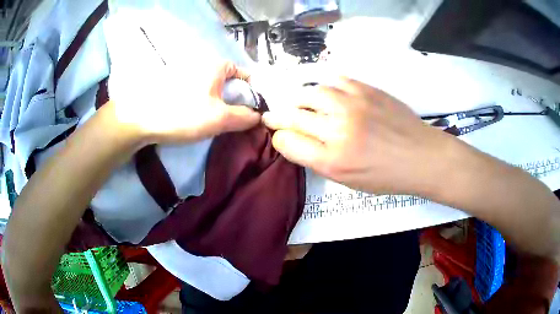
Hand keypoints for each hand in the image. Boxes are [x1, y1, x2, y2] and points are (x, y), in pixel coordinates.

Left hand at [110, 62, 260, 144]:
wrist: (139, 118)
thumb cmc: (183, 113)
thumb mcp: (219, 118)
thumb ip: (244, 117)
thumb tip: (259, 117)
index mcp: (216, 66)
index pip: (243, 73)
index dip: (251, 90)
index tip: (253, 108)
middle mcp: (201, 65)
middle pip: (227, 81)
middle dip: (234, 98)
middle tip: (235, 119)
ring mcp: (184, 74)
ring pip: (210, 88)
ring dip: (217, 102)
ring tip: (216, 121)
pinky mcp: (171, 85)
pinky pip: (195, 92)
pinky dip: (201, 103)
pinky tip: (195, 117)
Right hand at [262, 78, 455, 194]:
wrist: (421, 156)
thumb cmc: (386, 175)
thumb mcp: (348, 180)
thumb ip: (318, 160)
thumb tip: (295, 139)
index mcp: (333, 160)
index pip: (288, 142)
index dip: (279, 138)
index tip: (280, 135)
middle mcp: (338, 129)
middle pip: (293, 115)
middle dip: (278, 116)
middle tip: (275, 115)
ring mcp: (352, 104)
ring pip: (310, 93)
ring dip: (300, 99)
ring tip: (301, 104)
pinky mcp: (366, 89)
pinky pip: (334, 80)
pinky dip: (325, 87)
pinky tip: (328, 94)